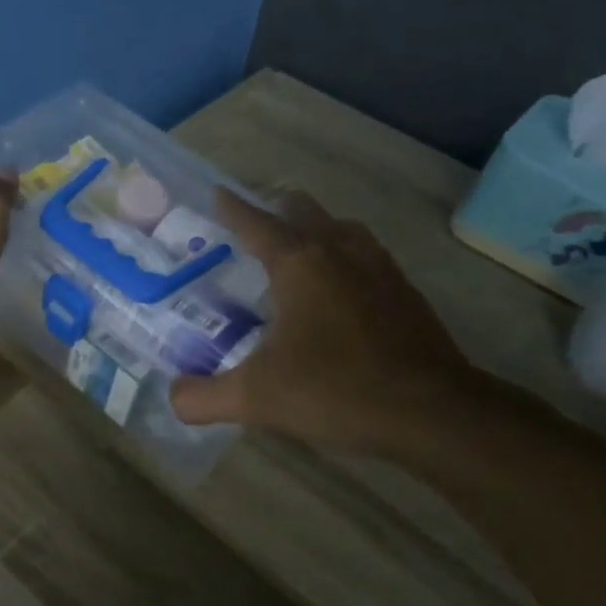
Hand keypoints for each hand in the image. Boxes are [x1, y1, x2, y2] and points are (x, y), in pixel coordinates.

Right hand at [169, 190, 476, 453]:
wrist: (433, 413)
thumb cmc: (336, 390)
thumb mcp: (256, 398)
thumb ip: (204, 397)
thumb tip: (173, 397)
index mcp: (300, 264)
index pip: (256, 224)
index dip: (233, 209)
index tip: (217, 193)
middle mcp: (340, 253)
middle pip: (304, 212)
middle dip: (276, 211)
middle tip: (254, 225)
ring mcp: (380, 270)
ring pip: (343, 229)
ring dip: (317, 229)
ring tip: (299, 247)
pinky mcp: (405, 294)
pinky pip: (368, 255)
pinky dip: (346, 256)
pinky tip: (342, 287)